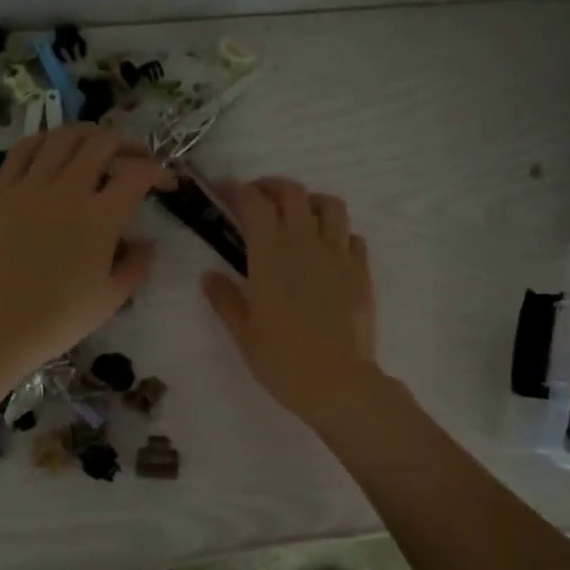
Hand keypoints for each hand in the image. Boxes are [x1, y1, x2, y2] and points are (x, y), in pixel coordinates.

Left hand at [0, 125, 170, 381]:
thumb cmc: (59, 318)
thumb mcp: (112, 299)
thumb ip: (136, 265)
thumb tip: (146, 243)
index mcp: (101, 217)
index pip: (137, 175)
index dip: (158, 172)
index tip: (166, 184)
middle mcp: (68, 190)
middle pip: (101, 144)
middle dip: (127, 144)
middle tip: (135, 159)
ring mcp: (31, 187)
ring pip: (63, 137)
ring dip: (87, 134)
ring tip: (97, 145)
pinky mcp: (1, 193)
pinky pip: (22, 150)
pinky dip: (43, 140)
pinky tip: (52, 146)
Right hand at [202, 177, 378, 425]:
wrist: (338, 383)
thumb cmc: (283, 361)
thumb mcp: (244, 333)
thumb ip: (225, 299)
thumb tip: (209, 276)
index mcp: (271, 255)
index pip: (253, 204)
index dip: (236, 190)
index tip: (223, 192)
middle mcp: (305, 244)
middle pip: (292, 193)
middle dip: (271, 187)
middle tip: (256, 198)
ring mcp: (338, 255)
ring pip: (330, 205)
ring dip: (310, 202)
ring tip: (298, 216)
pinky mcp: (361, 271)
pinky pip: (352, 236)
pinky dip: (337, 232)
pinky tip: (327, 249)